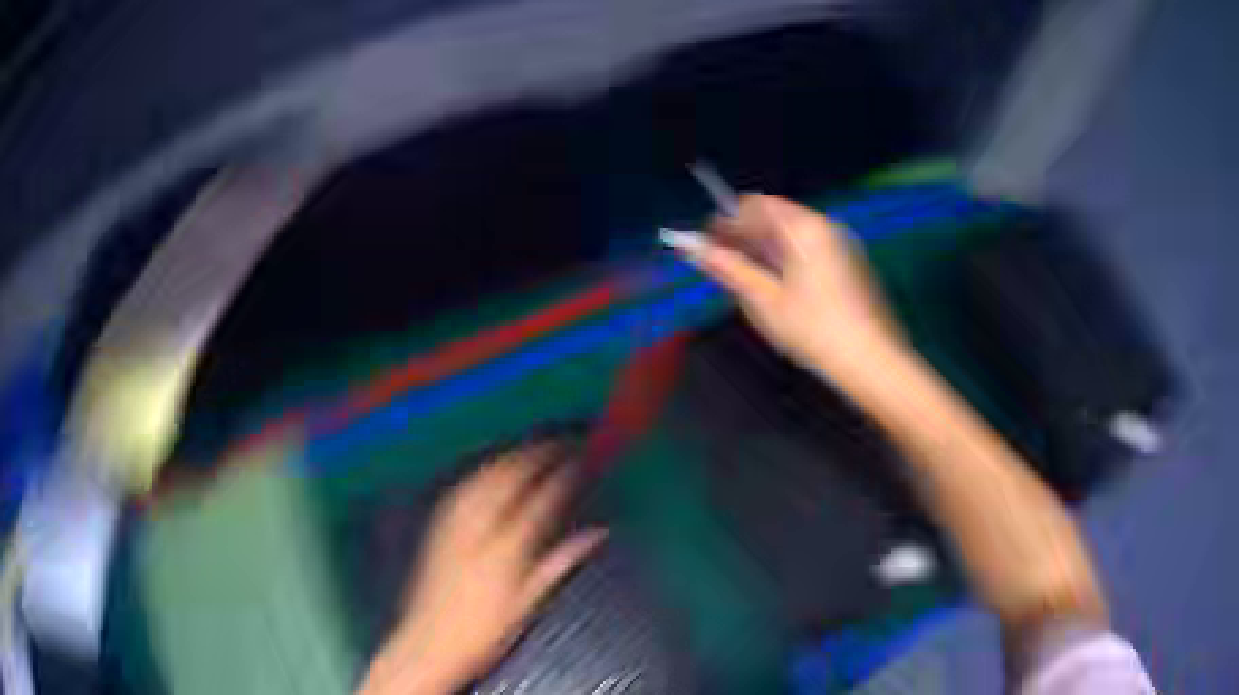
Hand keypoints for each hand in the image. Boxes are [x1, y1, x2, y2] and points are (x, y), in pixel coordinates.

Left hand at [359, 444, 605, 694]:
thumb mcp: (528, 602)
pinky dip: (485, 470)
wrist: (429, 645)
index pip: (542, 498)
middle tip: (560, 443)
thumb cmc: (483, 632)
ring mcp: (454, 525)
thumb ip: (560, 562)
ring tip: (531, 448)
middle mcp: (479, 528)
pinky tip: (492, 470)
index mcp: (506, 549)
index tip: (582, 459)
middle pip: (510, 476)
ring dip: (511, 457)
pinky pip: (465, 486)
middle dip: (537, 453)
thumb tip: (595, 535)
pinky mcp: (438, 527)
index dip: (565, 474)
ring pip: (485, 475)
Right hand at [665, 195, 904, 384]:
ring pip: (793, 234)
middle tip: (723, 264)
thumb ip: (729, 269)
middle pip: (775, 216)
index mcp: (803, 227)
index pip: (755, 205)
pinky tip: (781, 288)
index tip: (706, 245)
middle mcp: (825, 225)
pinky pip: (811, 248)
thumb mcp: (764, 302)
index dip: (726, 221)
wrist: (873, 361)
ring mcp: (843, 243)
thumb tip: (693, 248)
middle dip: (745, 235)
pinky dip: (789, 258)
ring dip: (766, 248)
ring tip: (748, 279)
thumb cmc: (815, 330)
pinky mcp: (852, 263)